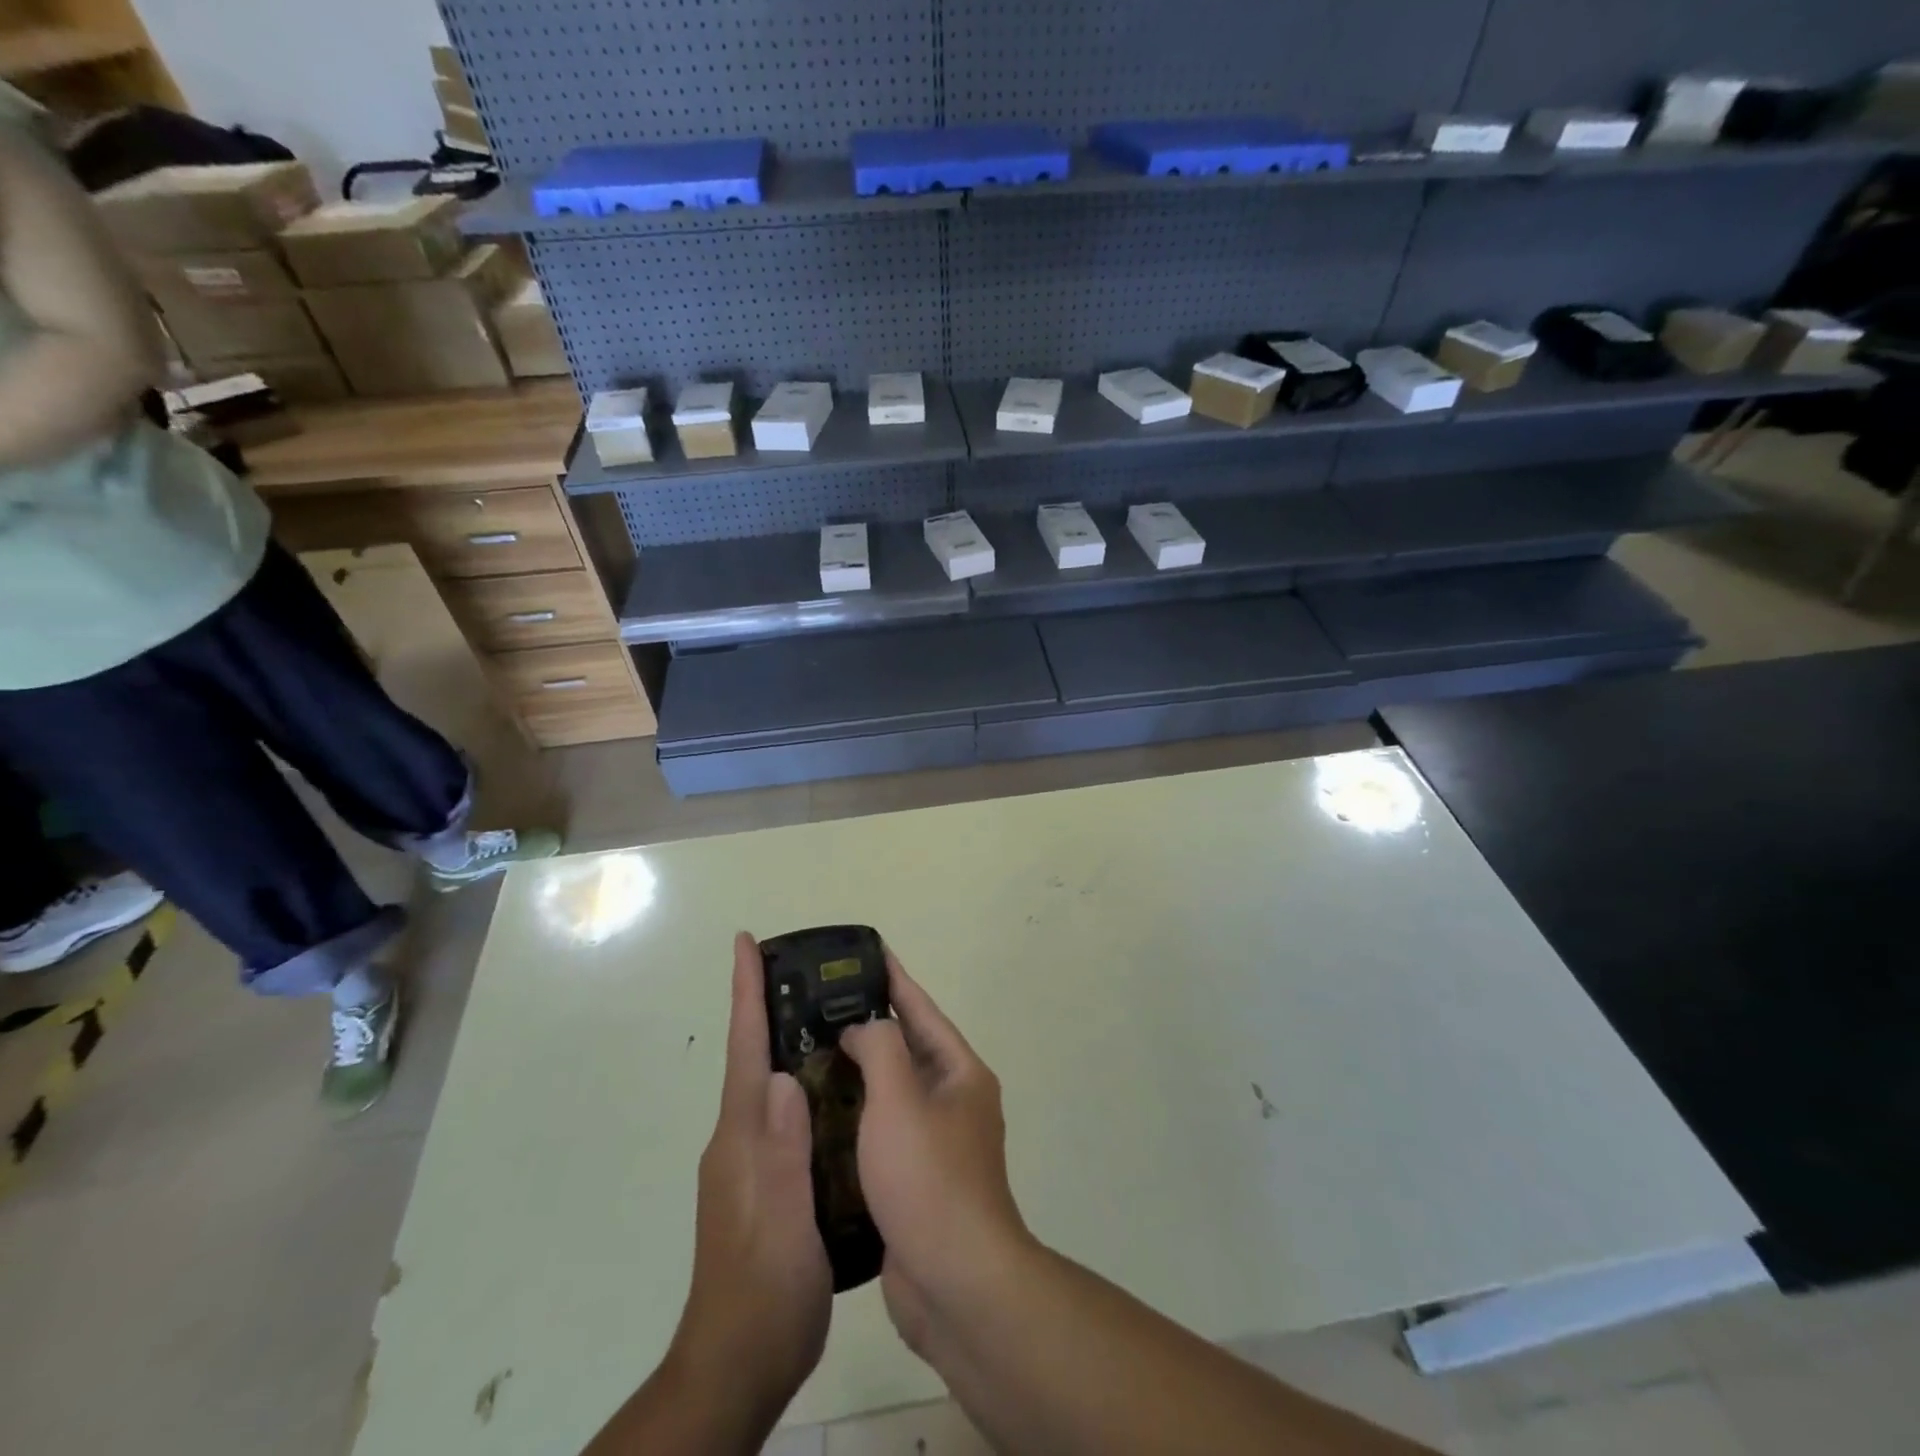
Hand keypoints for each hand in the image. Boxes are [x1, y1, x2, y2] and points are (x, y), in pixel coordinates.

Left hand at [672, 932, 831, 1420]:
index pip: (744, 1048)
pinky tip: (838, 1086)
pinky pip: (788, 1114)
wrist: (739, 1367)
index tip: (745, 942)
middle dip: (771, 1005)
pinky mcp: (769, 1182)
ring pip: (772, 1084)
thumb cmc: (764, 1291)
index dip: (745, 992)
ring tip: (832, 1012)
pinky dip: (807, 1085)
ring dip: (792, 1042)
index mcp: (742, 1136)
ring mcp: (752, 1162)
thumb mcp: (780, 1223)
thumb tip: (785, 1076)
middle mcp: (741, 1138)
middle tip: (809, 967)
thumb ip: (780, 1151)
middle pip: (756, 1056)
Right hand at [839, 952, 1033, 1355]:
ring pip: (892, 1092)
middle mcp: (954, 1102)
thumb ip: (881, 1047)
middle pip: (907, 1049)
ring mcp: (937, 1144)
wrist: (956, 1284)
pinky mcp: (916, 1181)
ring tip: (812, 1053)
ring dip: (858, 1073)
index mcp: (960, 1074)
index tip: (869, 952)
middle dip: (869, 1026)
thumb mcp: (901, 1098)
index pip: (922, 1010)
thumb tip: (864, 1028)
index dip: (894, 978)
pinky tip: (820, 1115)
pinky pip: (883, 1132)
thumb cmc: (929, 1178)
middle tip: (822, 1006)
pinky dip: (856, 1118)